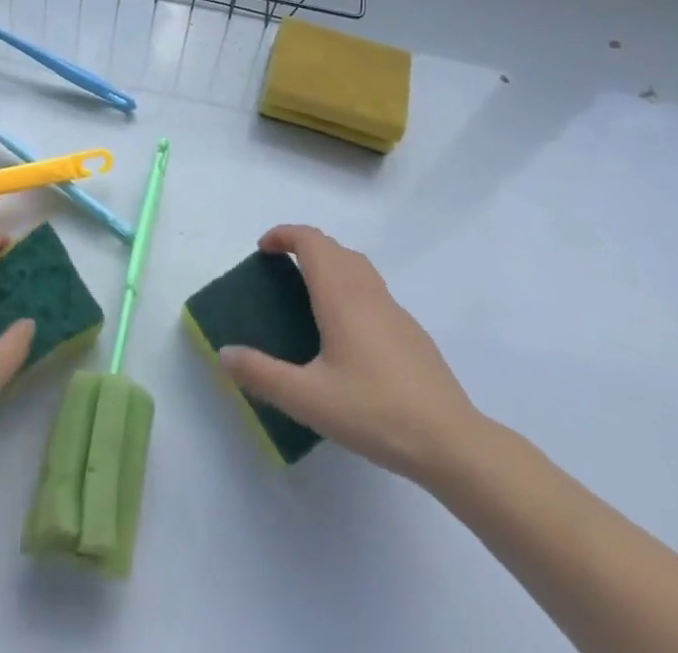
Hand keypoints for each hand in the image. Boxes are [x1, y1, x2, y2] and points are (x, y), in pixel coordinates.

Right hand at [219, 224, 486, 486]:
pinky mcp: (410, 330)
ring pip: (356, 264)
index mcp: (341, 296)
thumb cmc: (376, 413)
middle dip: (302, 245)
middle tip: (278, 268)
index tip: (262, 249)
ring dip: (328, 261)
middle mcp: (367, 291)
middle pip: (332, 246)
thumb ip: (263, 375)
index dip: (284, 235)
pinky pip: (372, 288)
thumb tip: (225, 353)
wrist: (452, 442)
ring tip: (308, 291)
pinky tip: (346, 330)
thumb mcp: (309, 400)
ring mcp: (394, 309)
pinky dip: (349, 285)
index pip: (310, 241)